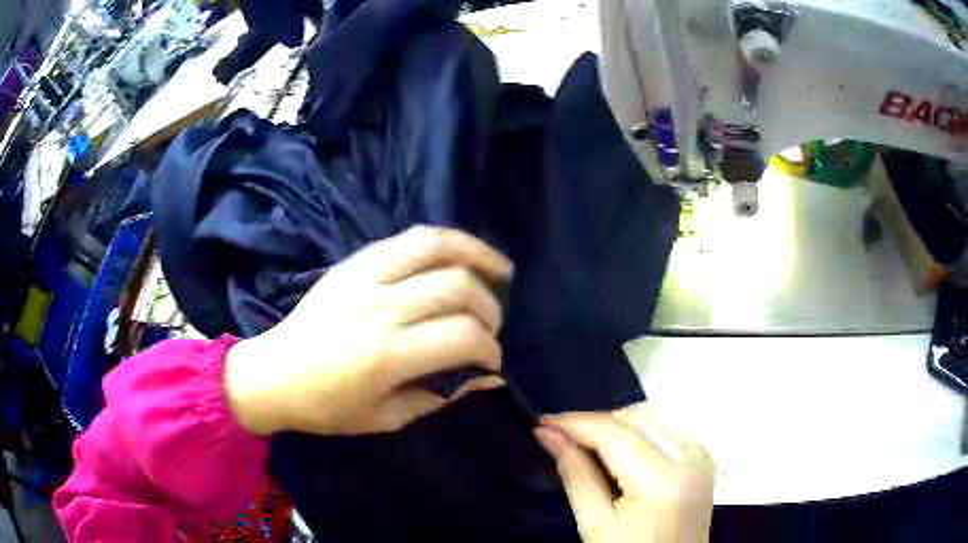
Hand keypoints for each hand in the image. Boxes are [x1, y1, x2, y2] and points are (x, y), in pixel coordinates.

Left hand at [225, 226, 511, 435]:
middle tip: (489, 328)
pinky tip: (460, 254)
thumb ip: (441, 394)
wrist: (273, 372)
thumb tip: (488, 377)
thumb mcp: (387, 417)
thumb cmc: (327, 406)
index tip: (492, 361)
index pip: (464, 337)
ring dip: (477, 255)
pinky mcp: (355, 261)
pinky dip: (444, 242)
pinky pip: (409, 238)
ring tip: (499, 269)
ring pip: (437, 246)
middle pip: (458, 288)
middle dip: (489, 310)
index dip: (490, 350)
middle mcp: (381, 306)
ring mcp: (366, 275)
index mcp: (387, 354)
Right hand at [535, 408, 714, 542]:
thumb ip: (575, 474)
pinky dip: (640, 428)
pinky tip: (623, 447)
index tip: (543, 422)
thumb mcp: (594, 523)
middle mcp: (689, 456)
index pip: (614, 433)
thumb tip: (547, 434)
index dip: (575, 422)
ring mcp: (701, 453)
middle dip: (595, 423)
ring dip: (617, 423)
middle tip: (562, 438)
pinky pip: (669, 424)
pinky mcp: (703, 455)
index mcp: (661, 480)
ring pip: (652, 414)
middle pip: (634, 417)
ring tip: (589, 445)